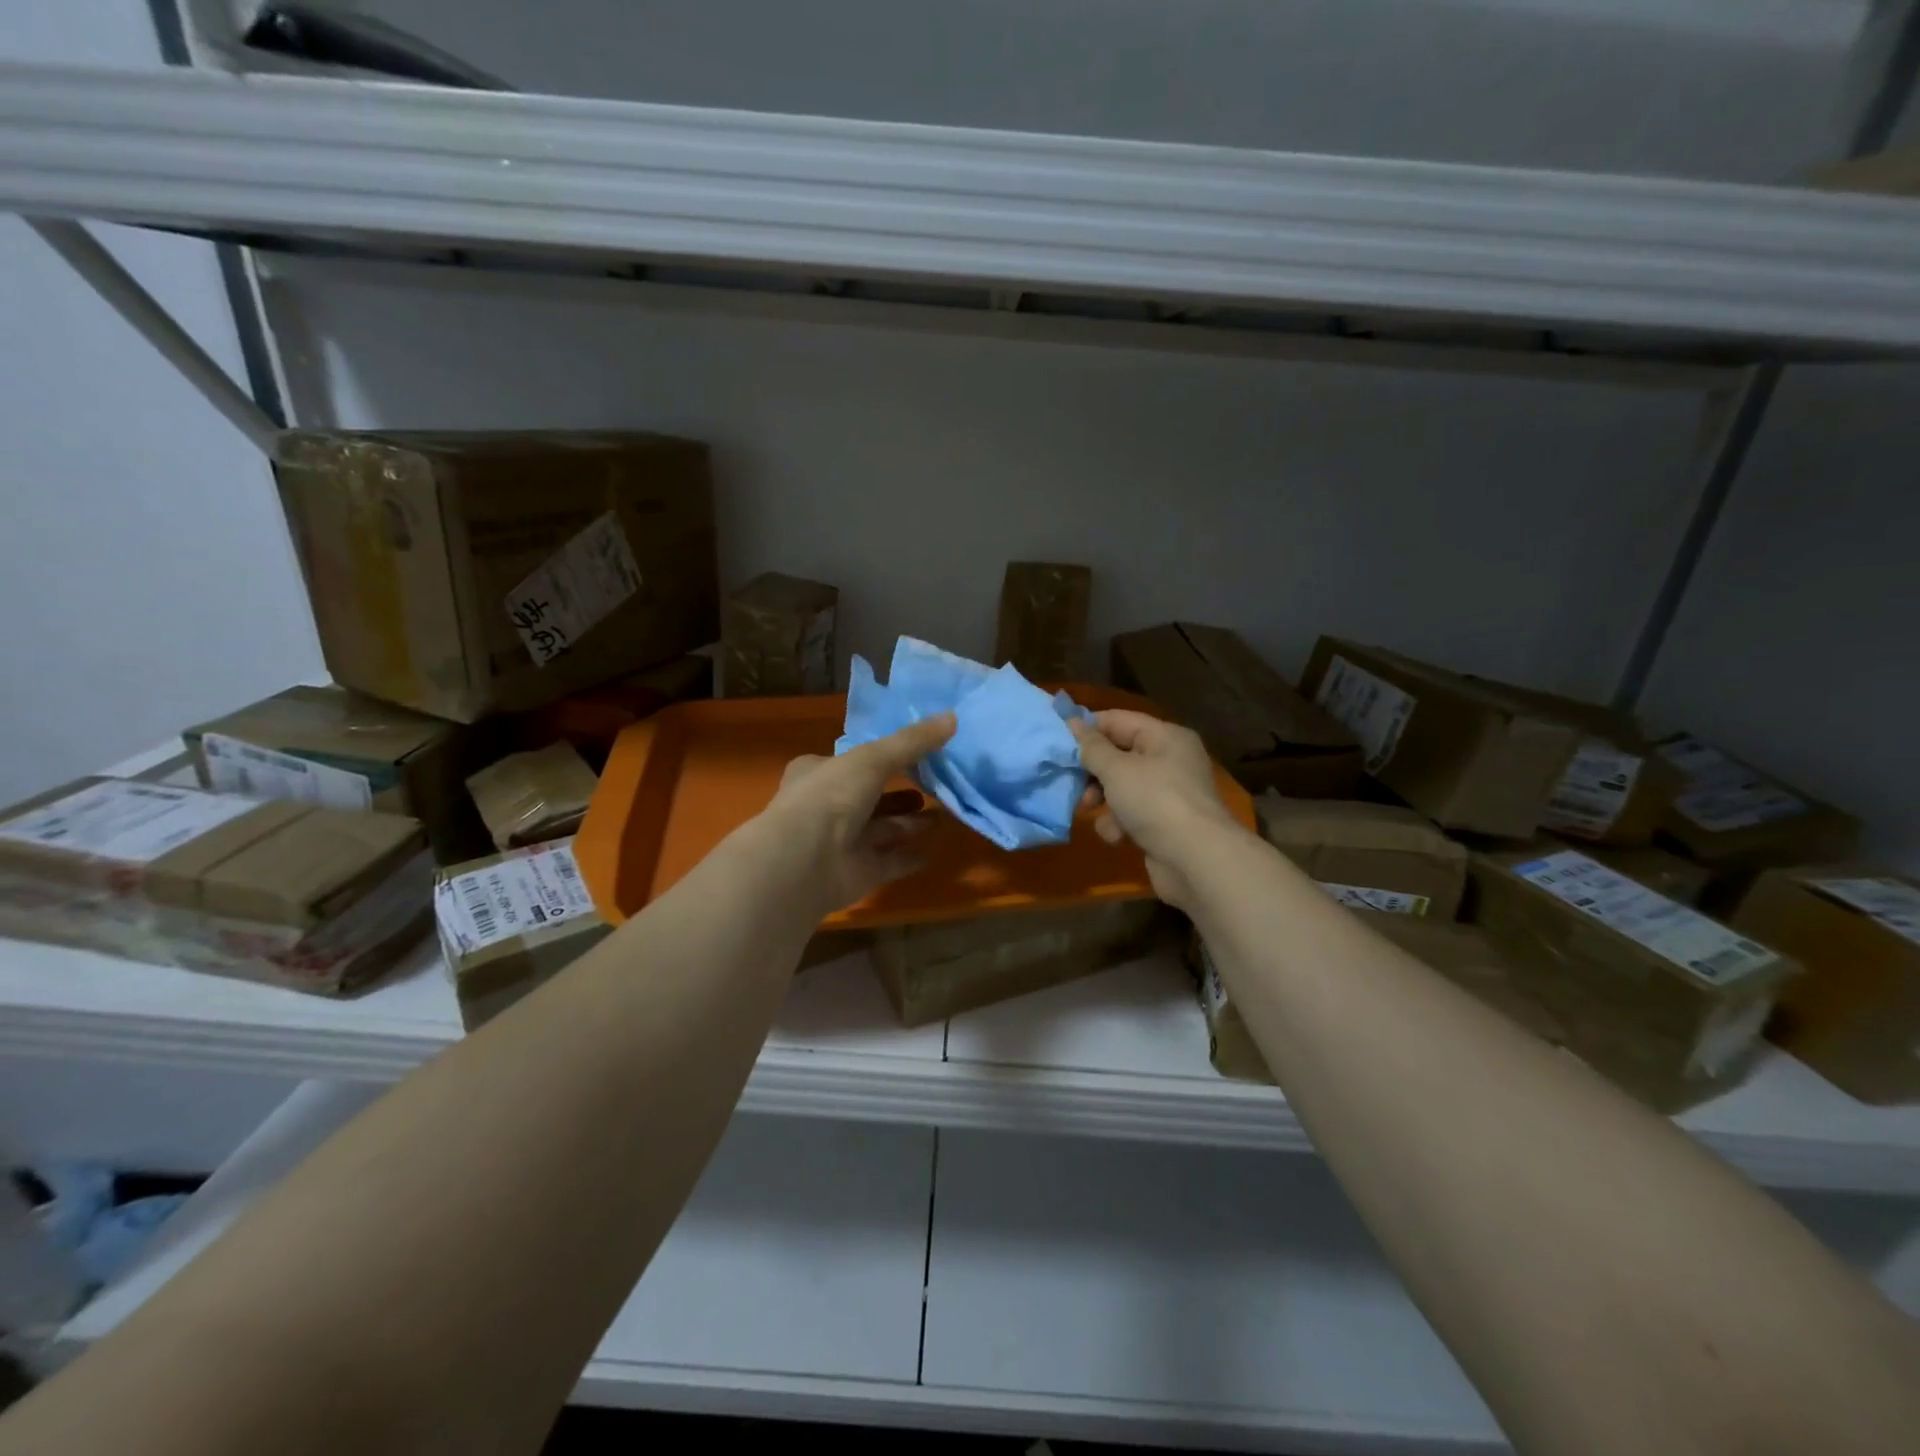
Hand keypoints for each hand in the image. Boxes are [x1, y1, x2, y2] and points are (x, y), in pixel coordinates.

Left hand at [764, 713, 956, 913]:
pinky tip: (933, 852)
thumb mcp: (873, 758)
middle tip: (935, 785)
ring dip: (910, 823)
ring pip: (882, 829)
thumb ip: (912, 741)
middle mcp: (828, 806)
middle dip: (900, 793)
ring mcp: (842, 842)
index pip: (850, 761)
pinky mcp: (857, 872)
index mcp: (819, 772)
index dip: (878, 756)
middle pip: (870, 796)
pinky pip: (889, 862)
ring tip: (942, 816)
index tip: (914, 752)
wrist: (803, 861)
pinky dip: (909, 857)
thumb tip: (952, 717)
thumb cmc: (830, 796)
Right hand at [1071, 710, 1239, 908]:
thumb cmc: (1155, 801)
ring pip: (1122, 787)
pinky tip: (1116, 836)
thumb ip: (1091, 747)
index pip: (1119, 720)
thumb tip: (1073, 722)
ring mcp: (1169, 794)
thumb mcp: (1116, 769)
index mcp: (1165, 737)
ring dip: (1103, 800)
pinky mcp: (1165, 824)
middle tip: (1071, 781)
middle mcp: (1170, 760)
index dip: (1088, 728)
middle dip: (1093, 770)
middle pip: (1119, 755)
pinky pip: (1132, 814)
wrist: (1196, 860)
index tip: (1058, 741)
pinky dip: (1119, 824)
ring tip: (1090, 811)